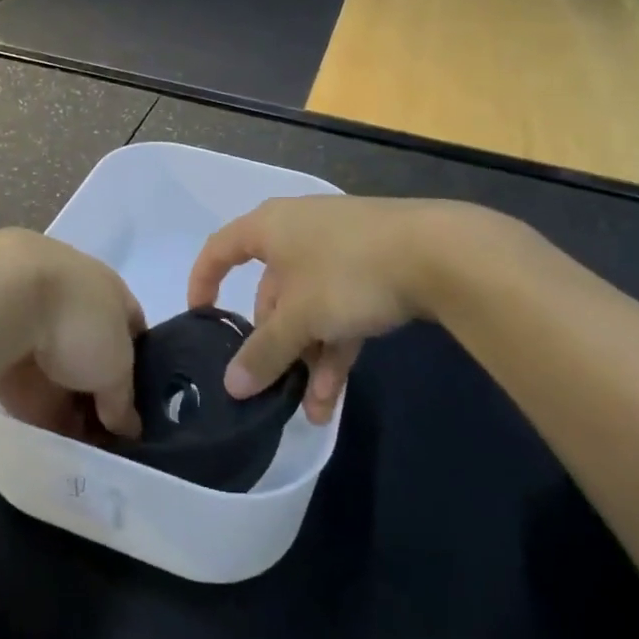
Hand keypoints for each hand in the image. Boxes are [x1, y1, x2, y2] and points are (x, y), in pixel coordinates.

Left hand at [0, 231, 145, 442]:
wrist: (1, 298)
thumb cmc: (77, 320)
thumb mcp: (115, 367)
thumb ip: (122, 399)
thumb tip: (127, 427)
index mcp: (109, 291)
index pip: (132, 331)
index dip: (139, 368)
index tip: (138, 406)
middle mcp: (73, 299)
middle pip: (93, 353)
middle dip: (100, 392)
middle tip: (107, 436)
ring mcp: (34, 316)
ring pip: (58, 368)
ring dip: (66, 401)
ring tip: (77, 447)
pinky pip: (24, 378)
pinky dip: (34, 404)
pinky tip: (45, 437)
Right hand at [187, 197, 533, 422]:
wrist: (439, 252)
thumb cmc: (347, 272)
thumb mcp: (300, 316)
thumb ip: (264, 351)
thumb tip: (231, 384)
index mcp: (270, 227)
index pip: (221, 250)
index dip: (204, 281)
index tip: (199, 318)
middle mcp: (298, 232)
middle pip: (272, 290)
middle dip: (274, 343)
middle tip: (271, 384)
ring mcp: (339, 248)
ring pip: (310, 306)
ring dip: (308, 356)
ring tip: (312, 410)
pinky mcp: (373, 266)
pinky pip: (340, 307)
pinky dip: (335, 345)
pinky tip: (336, 395)